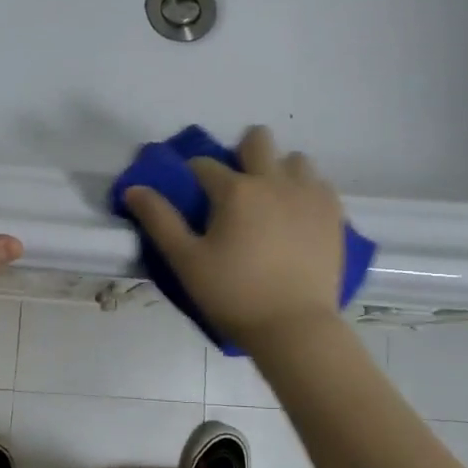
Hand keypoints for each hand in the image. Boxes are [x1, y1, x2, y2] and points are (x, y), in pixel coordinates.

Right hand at [123, 126, 346, 351]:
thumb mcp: (186, 261)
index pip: (204, 165)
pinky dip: (306, 191)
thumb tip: (134, 189)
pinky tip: (297, 215)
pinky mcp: (333, 213)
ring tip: (271, 200)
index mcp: (235, 190)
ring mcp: (309, 195)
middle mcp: (274, 181)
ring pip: (294, 159)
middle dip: (242, 152)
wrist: (294, 327)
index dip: (193, 175)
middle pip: (258, 140)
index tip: (192, 194)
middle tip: (235, 187)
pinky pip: (320, 184)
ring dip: (279, 170)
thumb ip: (159, 220)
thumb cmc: (233, 295)